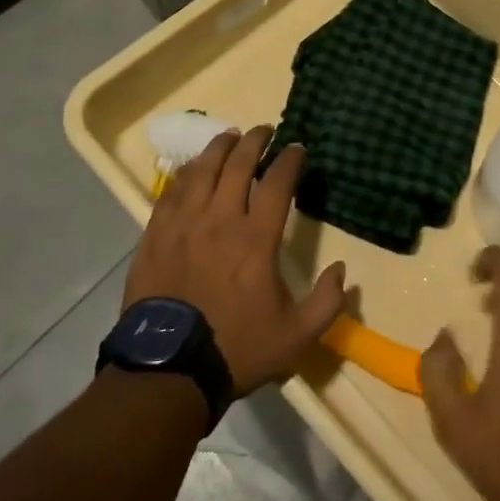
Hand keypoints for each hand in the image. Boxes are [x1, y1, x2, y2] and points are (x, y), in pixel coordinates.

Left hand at [125, 126, 346, 396]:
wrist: (168, 370)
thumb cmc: (236, 348)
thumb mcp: (296, 337)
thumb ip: (327, 303)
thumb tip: (343, 270)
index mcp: (256, 238)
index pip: (277, 182)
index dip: (290, 159)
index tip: (297, 148)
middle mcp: (219, 220)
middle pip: (238, 164)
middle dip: (255, 140)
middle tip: (265, 130)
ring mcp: (183, 224)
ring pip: (202, 170)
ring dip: (219, 148)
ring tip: (230, 137)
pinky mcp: (155, 235)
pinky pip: (171, 191)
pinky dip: (186, 174)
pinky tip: (193, 169)